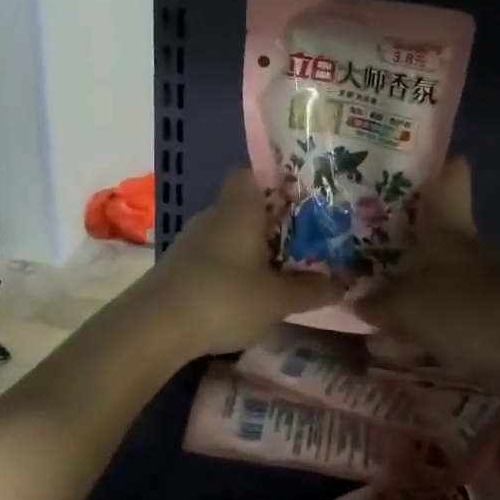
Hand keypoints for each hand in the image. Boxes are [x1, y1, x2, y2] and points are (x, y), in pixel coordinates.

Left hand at [144, 168, 340, 357]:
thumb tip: (344, 284)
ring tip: (283, 266)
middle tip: (305, 237)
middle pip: (245, 205)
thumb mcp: (279, 298)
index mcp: (240, 207)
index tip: (303, 198)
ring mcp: (191, 241)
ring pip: (229, 232)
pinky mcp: (179, 266)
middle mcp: (213, 214)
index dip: (277, 181)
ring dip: (252, 247)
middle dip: (273, 221)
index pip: (252, 172)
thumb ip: (312, 289)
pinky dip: (232, 267)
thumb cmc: (225, 297)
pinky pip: (215, 256)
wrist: (156, 327)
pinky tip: (249, 290)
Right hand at [357, 159, 499, 398]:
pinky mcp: (487, 327)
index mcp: (452, 231)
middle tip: (354, 256)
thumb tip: (359, 299)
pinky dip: (417, 332)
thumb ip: (380, 301)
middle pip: (429, 240)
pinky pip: (442, 323)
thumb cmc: (471, 314)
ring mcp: (480, 290)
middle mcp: (467, 253)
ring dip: (400, 301)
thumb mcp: (411, 304)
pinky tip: (390, 350)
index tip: (409, 161)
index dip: (435, 167)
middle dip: (394, 250)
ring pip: (431, 286)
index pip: (451, 182)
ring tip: (363, 319)